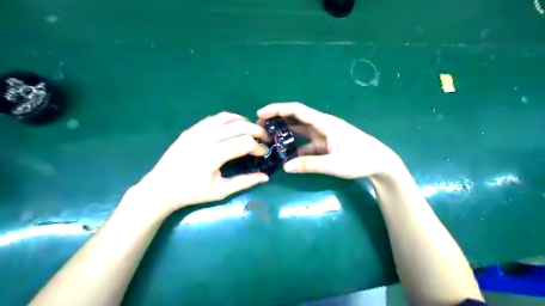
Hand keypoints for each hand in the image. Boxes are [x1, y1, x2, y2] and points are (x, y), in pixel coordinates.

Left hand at [127, 113, 271, 217]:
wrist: (160, 188)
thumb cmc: (191, 193)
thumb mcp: (220, 191)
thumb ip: (244, 182)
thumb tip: (265, 177)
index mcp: (213, 154)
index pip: (245, 142)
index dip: (259, 147)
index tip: (264, 153)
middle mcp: (206, 137)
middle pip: (240, 125)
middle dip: (257, 131)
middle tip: (265, 139)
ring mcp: (197, 130)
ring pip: (227, 117)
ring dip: (244, 122)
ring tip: (251, 131)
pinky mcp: (191, 129)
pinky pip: (214, 118)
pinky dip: (228, 120)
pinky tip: (233, 128)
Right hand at [257, 102, 403, 178]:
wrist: (380, 164)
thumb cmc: (361, 159)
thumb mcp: (335, 164)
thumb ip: (310, 165)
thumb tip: (285, 167)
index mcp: (325, 123)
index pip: (297, 110)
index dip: (278, 109)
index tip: (261, 113)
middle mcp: (322, 125)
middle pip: (296, 118)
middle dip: (277, 120)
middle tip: (260, 128)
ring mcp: (323, 135)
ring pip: (299, 131)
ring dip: (285, 134)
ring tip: (268, 140)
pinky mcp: (325, 144)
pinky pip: (306, 144)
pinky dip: (295, 148)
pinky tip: (286, 156)